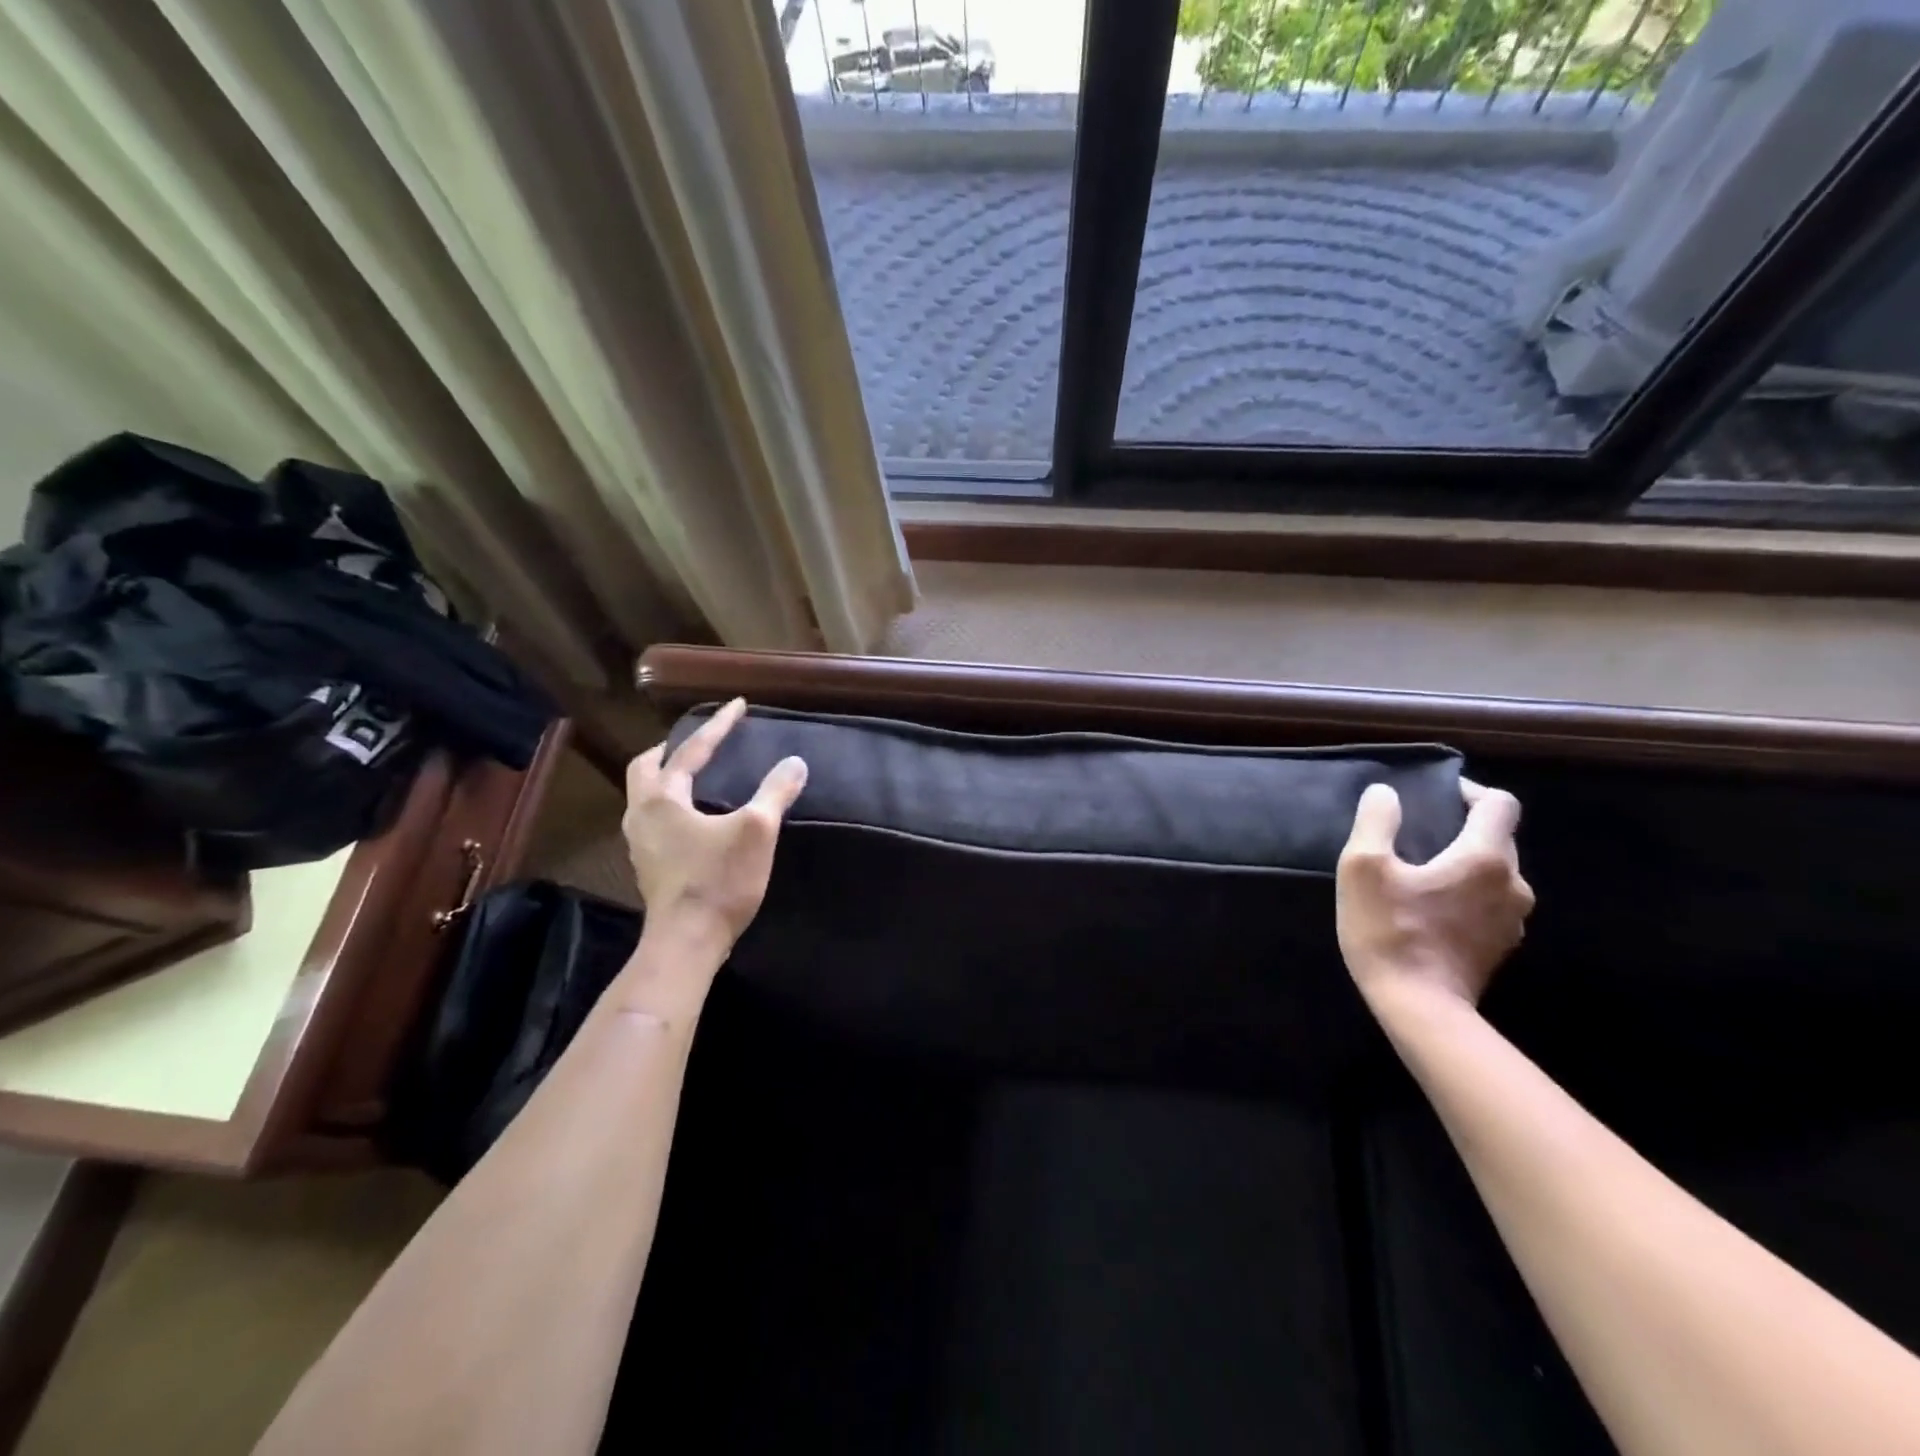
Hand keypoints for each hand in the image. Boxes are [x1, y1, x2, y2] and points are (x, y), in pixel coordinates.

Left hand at [623, 698, 807, 956]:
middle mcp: (642, 814)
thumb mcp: (757, 831)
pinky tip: (691, 816)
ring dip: (666, 776)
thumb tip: (795, 762)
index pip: (691, 750)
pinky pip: (653, 818)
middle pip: (647, 767)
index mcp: (663, 798)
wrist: (687, 942)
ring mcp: (640, 843)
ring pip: (644, 794)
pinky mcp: (649, 865)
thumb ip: (774, 792)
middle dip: (672, 748)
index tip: (738, 705)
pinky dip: (669, 803)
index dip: (718, 726)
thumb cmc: (719, 880)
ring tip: (693, 772)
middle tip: (700, 740)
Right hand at [1336, 778, 1534, 1009]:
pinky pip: (1491, 902)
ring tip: (1424, 870)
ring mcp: (1513, 920)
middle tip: (1419, 833)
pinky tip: (1432, 906)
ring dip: (1466, 862)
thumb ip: (1376, 821)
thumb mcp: (1363, 867)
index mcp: (1485, 858)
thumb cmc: (1389, 931)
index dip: (1469, 791)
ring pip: (1497, 872)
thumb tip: (1385, 793)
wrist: (1419, 1008)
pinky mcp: (1501, 946)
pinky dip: (1468, 893)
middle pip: (1499, 837)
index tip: (1435, 796)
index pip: (1499, 804)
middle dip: (1463, 827)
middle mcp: (1513, 884)